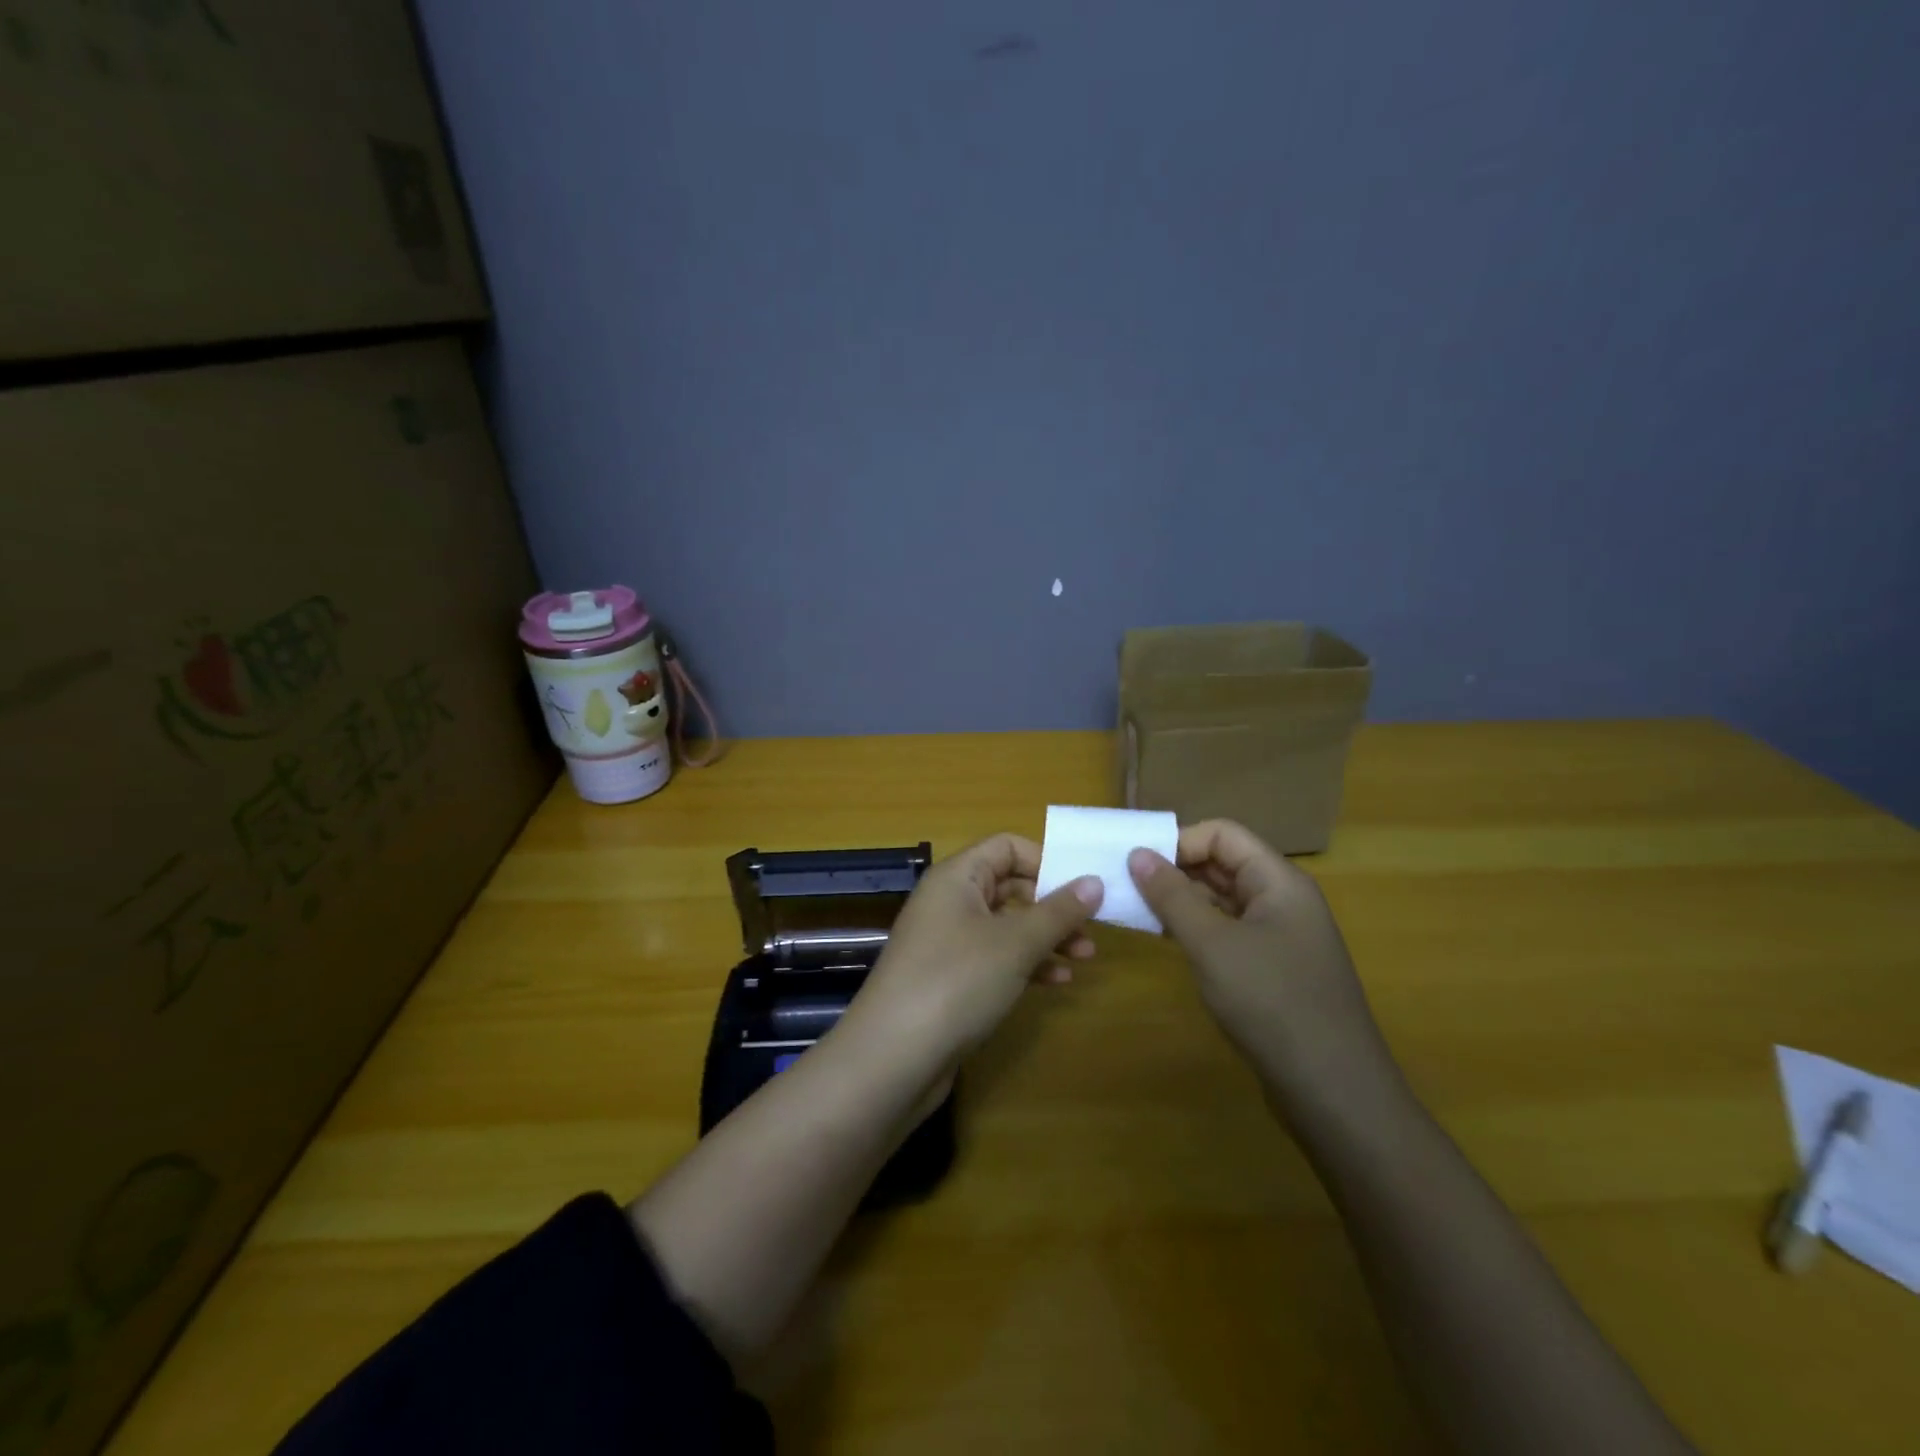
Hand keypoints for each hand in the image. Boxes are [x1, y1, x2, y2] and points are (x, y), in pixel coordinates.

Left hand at [847, 834, 1102, 1069]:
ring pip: (1006, 925)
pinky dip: (1026, 964)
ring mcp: (947, 942)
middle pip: (1009, 886)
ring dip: (1045, 937)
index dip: (1046, 860)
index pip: (1007, 846)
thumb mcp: (1015, 943)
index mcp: (957, 877)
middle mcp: (949, 902)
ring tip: (1085, 957)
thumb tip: (1095, 881)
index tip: (1083, 887)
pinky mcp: (949, 980)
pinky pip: (995, 958)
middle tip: (1091, 927)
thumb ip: (1059, 911)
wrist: (892, 1058)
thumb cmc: (957, 981)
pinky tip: (1057, 982)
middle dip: (1052, 904)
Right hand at [1127, 820, 1394, 1110]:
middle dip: (1175, 870)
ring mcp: (1280, 937)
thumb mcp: (1213, 944)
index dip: (1179, 841)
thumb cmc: (1272, 1003)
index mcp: (1279, 881)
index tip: (1137, 865)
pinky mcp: (1272, 969)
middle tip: (1127, 886)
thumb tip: (1138, 854)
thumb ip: (1172, 896)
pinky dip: (1196, 930)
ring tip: (1137, 911)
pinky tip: (1166, 941)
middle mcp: (1283, 900)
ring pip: (1223, 900)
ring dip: (1181, 901)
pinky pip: (1228, 932)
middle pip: (1223, 864)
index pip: (1223, 834)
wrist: (1334, 1092)